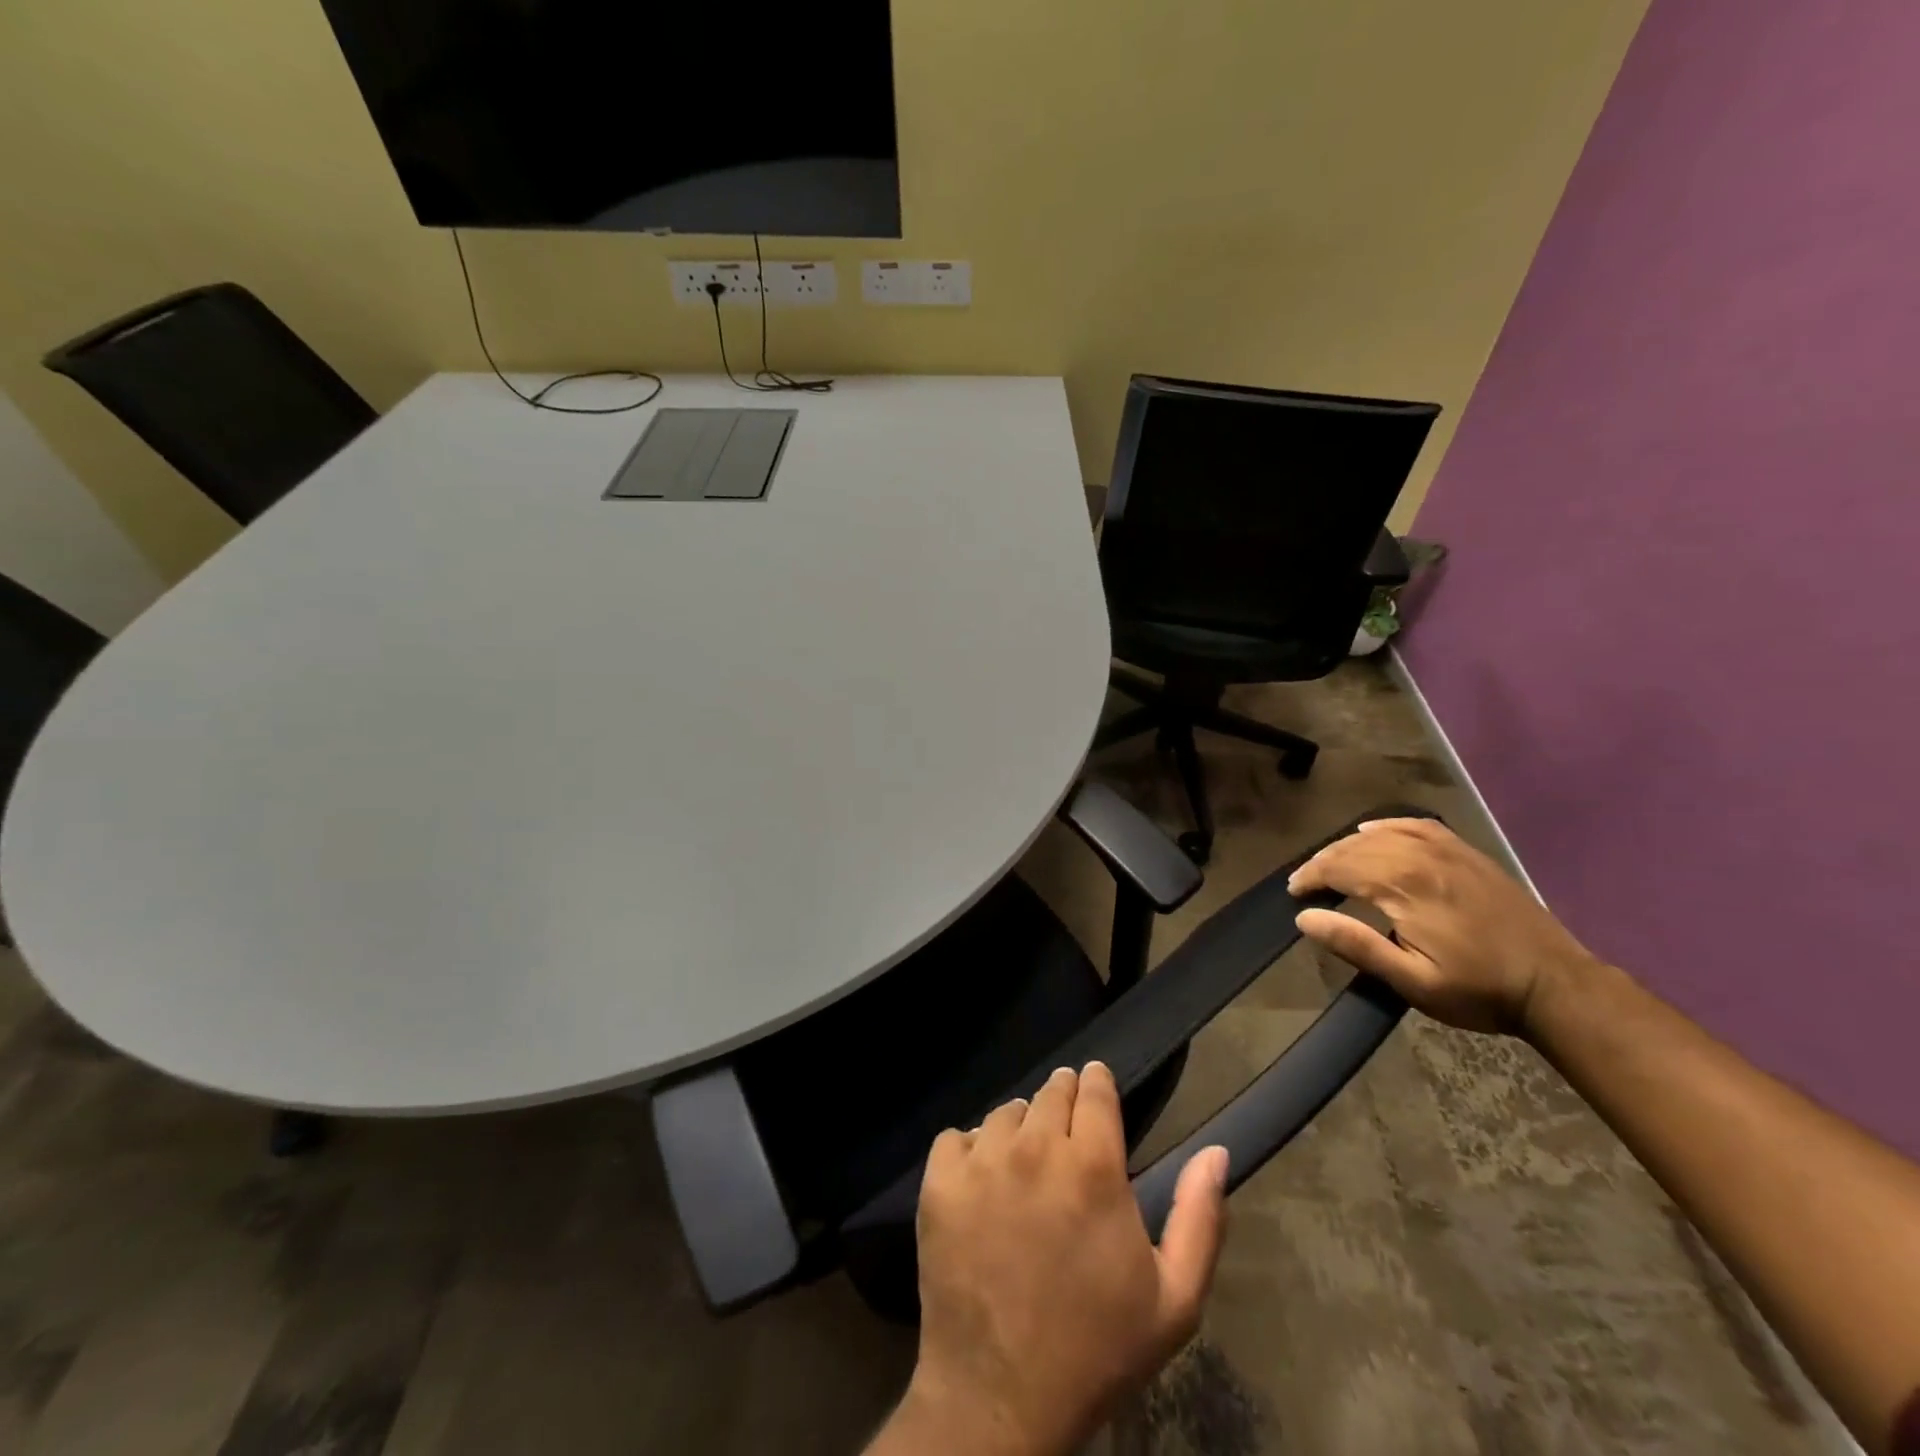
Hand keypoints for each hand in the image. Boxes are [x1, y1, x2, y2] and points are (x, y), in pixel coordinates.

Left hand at [889, 1063, 1228, 1455]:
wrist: (1000, 1400)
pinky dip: (969, 1151)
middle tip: (1064, 1133)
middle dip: (1063, 1101)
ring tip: (1025, 1165)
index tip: (1097, 1089)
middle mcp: (1036, 1147)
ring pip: (1005, 1113)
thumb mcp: (1173, 1300)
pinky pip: (955, 1137)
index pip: (1094, 1088)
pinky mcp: (940, 1183)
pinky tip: (981, 1183)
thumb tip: (1216, 1151)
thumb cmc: (1096, 1351)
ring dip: (1019, 1128)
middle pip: (1051, 1092)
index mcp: (1094, 1166)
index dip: (1097, 1084)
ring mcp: (982, 1162)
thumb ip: (1199, 1217)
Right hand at [1287, 817, 1602, 1034]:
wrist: (1555, 985)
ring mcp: (1446, 849)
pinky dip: (1386, 826)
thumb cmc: (1478, 989)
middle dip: (1322, 863)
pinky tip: (1371, 832)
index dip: (1309, 878)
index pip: (1338, 868)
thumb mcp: (1413, 981)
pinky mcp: (1465, 852)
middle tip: (1305, 883)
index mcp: (1404, 886)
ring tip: (1330, 864)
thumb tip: (1305, 917)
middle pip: (1354, 848)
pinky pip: (1416, 825)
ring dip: (1347, 847)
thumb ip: (1357, 945)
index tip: (1293, 894)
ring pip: (1380, 834)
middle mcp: (1419, 856)